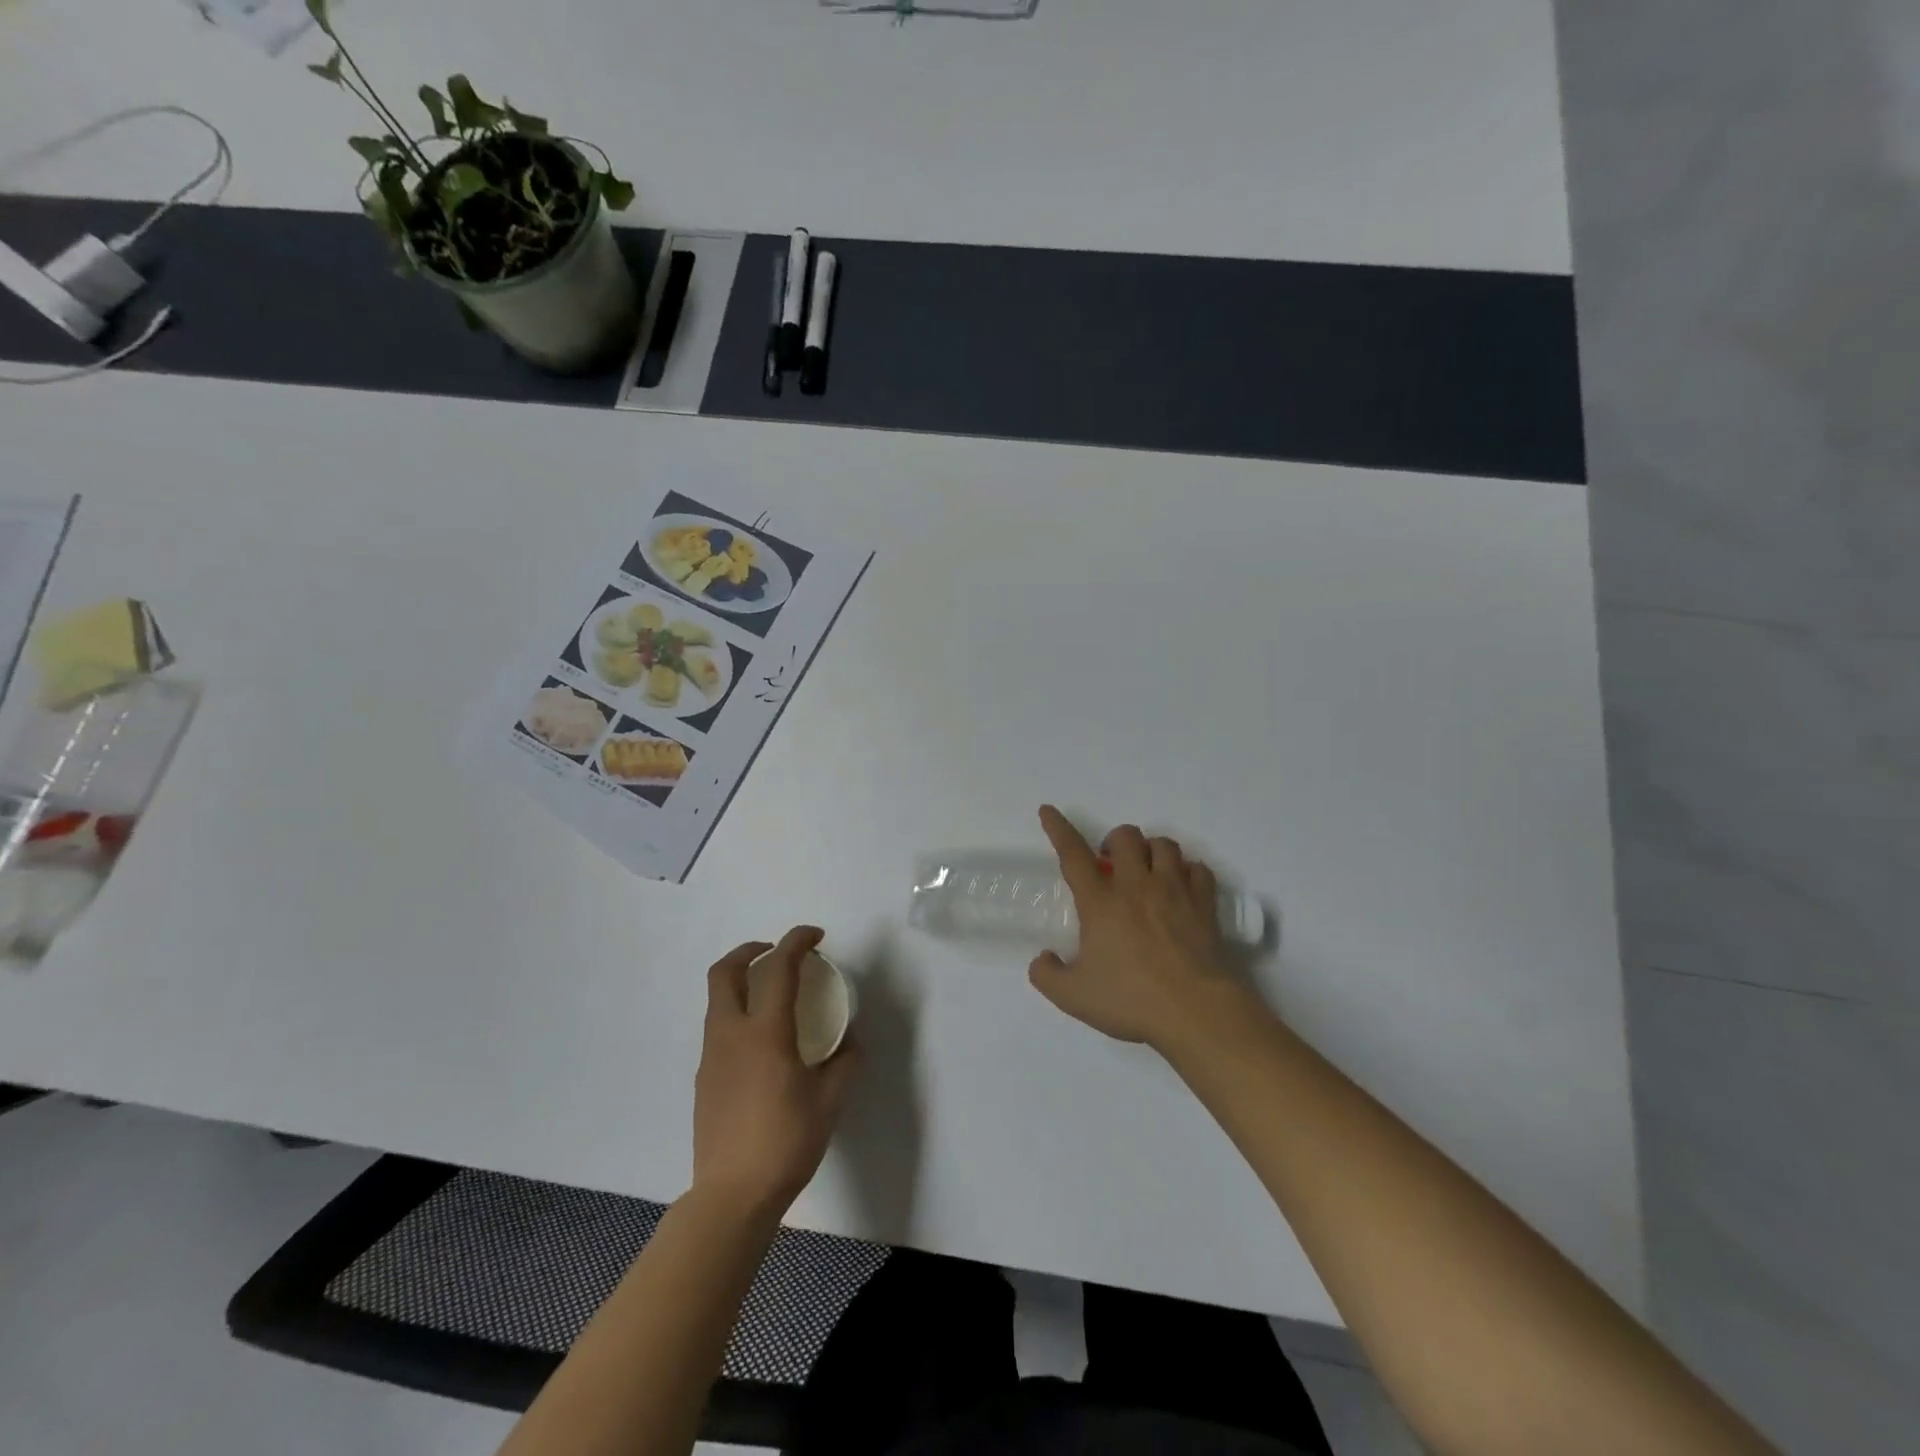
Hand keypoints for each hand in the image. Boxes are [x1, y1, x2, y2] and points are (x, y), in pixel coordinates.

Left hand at [692, 927, 859, 1217]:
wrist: (732, 1196)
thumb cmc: (786, 1143)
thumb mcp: (830, 1101)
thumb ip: (845, 1063)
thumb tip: (850, 1043)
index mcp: (765, 1033)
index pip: (777, 968)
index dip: (796, 941)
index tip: (815, 936)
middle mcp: (731, 1034)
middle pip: (724, 971)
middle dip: (750, 950)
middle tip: (778, 953)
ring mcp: (712, 1056)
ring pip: (717, 999)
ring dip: (741, 981)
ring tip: (773, 994)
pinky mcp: (704, 1078)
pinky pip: (718, 1028)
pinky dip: (738, 1013)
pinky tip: (762, 1042)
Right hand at [1028, 806, 1259, 1051]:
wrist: (1196, 1013)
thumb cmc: (1131, 1001)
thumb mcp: (1073, 997)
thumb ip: (1047, 975)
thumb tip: (1043, 959)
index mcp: (1100, 902)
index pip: (1073, 854)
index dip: (1058, 828)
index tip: (1048, 810)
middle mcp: (1137, 886)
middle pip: (1126, 836)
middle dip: (1115, 841)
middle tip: (1111, 862)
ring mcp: (1175, 891)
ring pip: (1164, 845)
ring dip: (1151, 850)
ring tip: (1146, 870)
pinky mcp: (1205, 905)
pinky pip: (1198, 869)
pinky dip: (1187, 871)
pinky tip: (1182, 887)